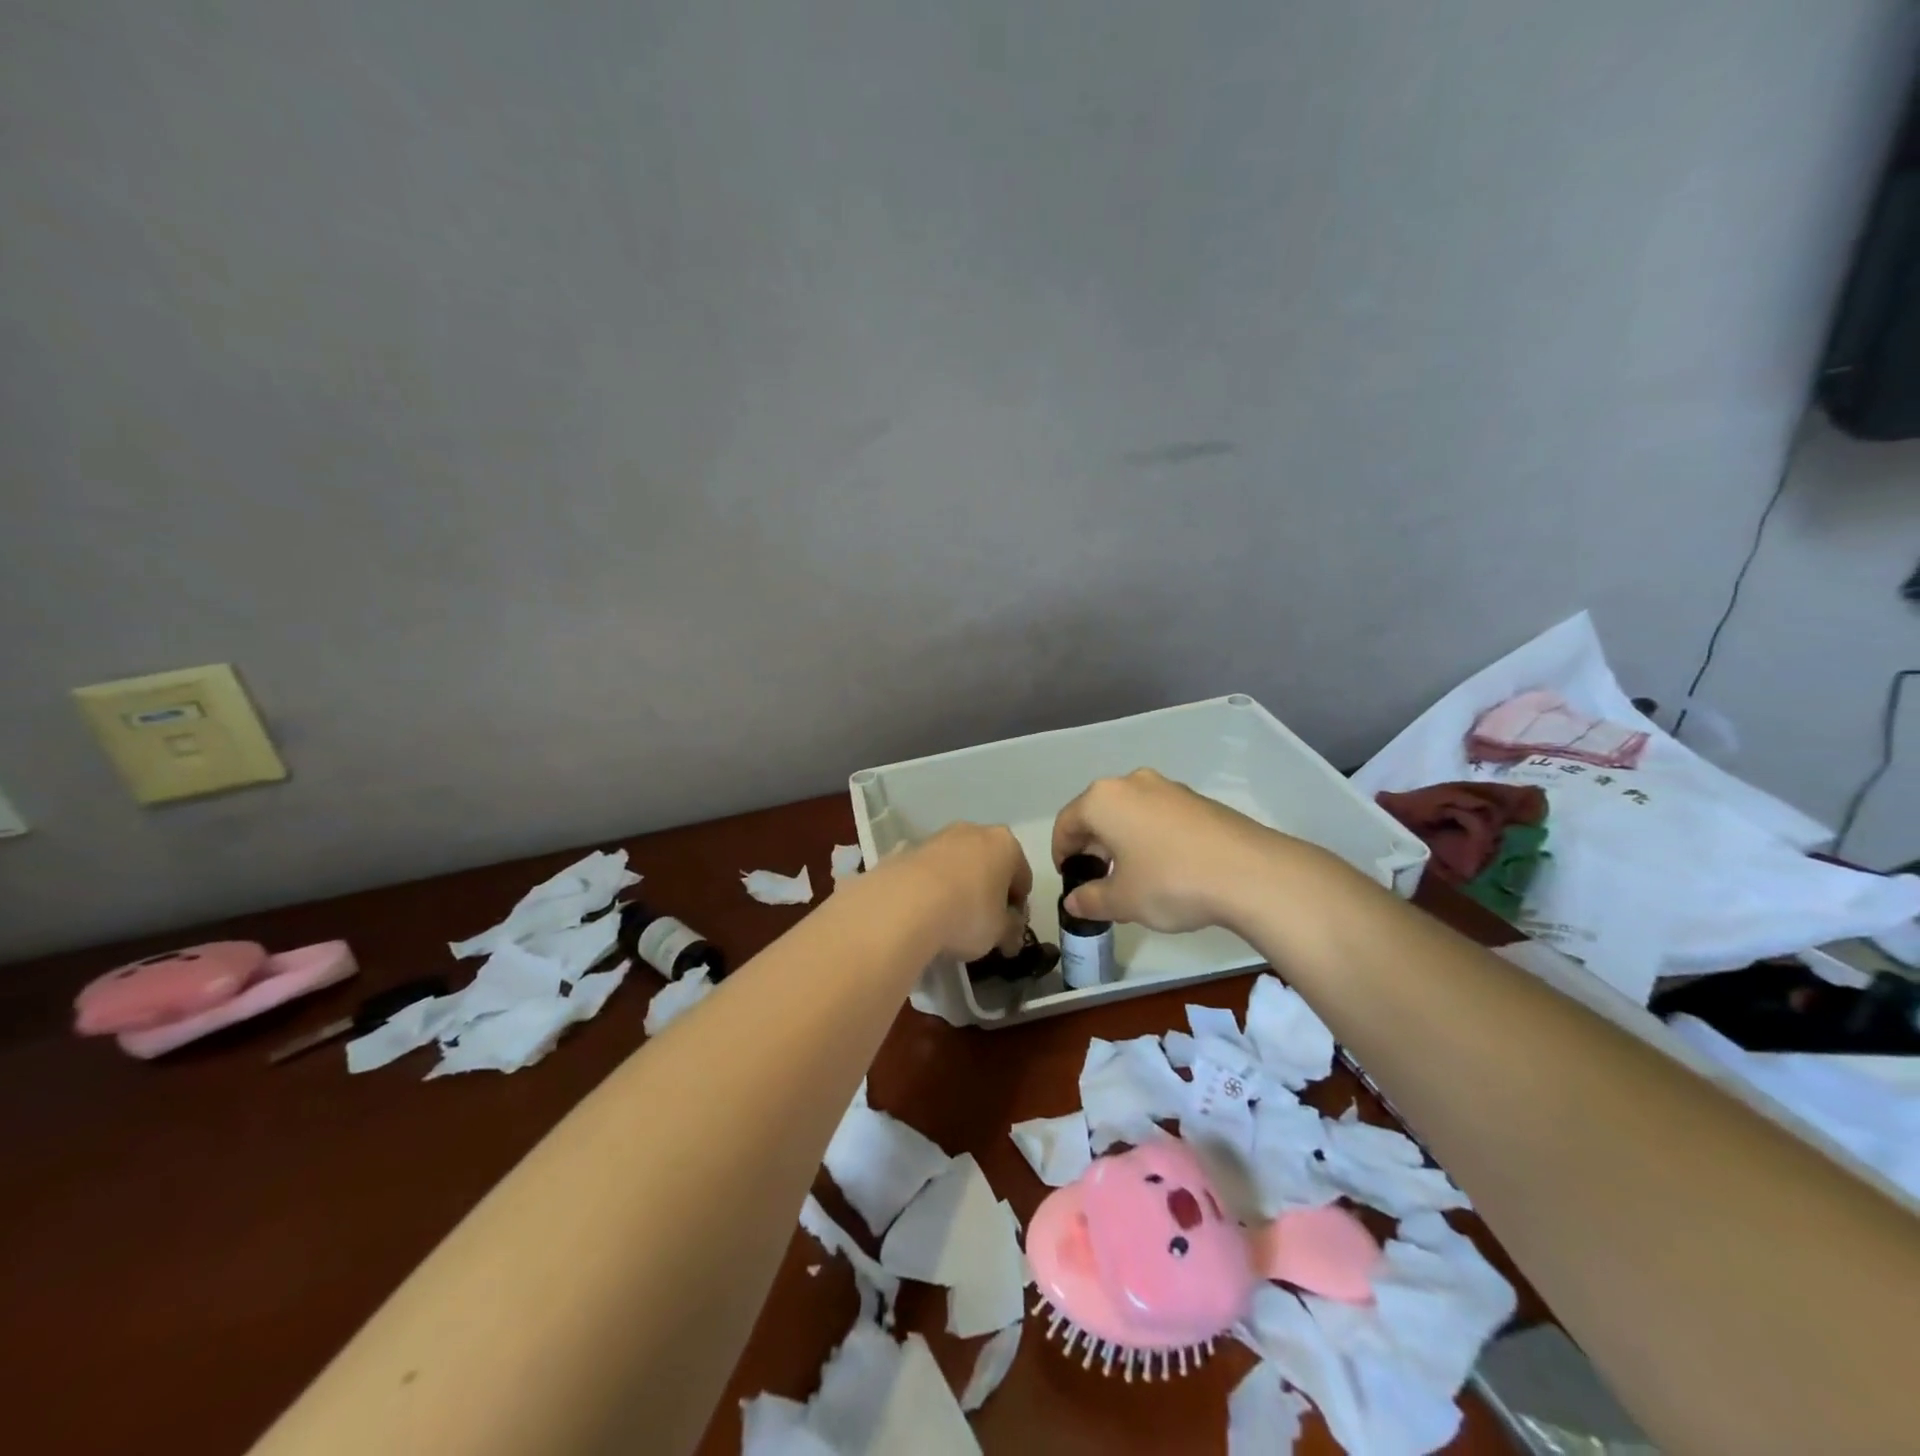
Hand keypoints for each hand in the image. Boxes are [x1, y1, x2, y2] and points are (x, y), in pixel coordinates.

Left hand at [882, 823, 1032, 961]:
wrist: (902, 906)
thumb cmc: (967, 914)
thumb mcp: (999, 932)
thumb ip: (1011, 931)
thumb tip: (1011, 937)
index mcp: (1005, 845)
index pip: (1022, 877)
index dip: (1018, 906)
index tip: (1009, 929)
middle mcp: (973, 831)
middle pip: (989, 864)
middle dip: (988, 890)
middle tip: (982, 924)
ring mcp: (937, 837)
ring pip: (957, 864)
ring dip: (958, 886)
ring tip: (949, 920)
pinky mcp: (907, 849)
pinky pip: (928, 871)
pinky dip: (930, 887)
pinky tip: (923, 913)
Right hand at [1051, 769, 1287, 933]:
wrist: (1251, 873)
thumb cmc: (1171, 882)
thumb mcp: (1123, 900)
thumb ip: (1091, 899)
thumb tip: (1074, 902)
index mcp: (1103, 800)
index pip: (1066, 823)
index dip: (1061, 853)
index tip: (1069, 880)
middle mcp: (1132, 783)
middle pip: (1098, 814)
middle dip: (1092, 847)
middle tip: (1098, 881)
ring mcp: (1168, 788)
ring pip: (1130, 813)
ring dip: (1122, 841)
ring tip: (1132, 878)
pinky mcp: (1197, 800)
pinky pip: (1158, 816)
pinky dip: (1150, 838)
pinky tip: (1165, 869)